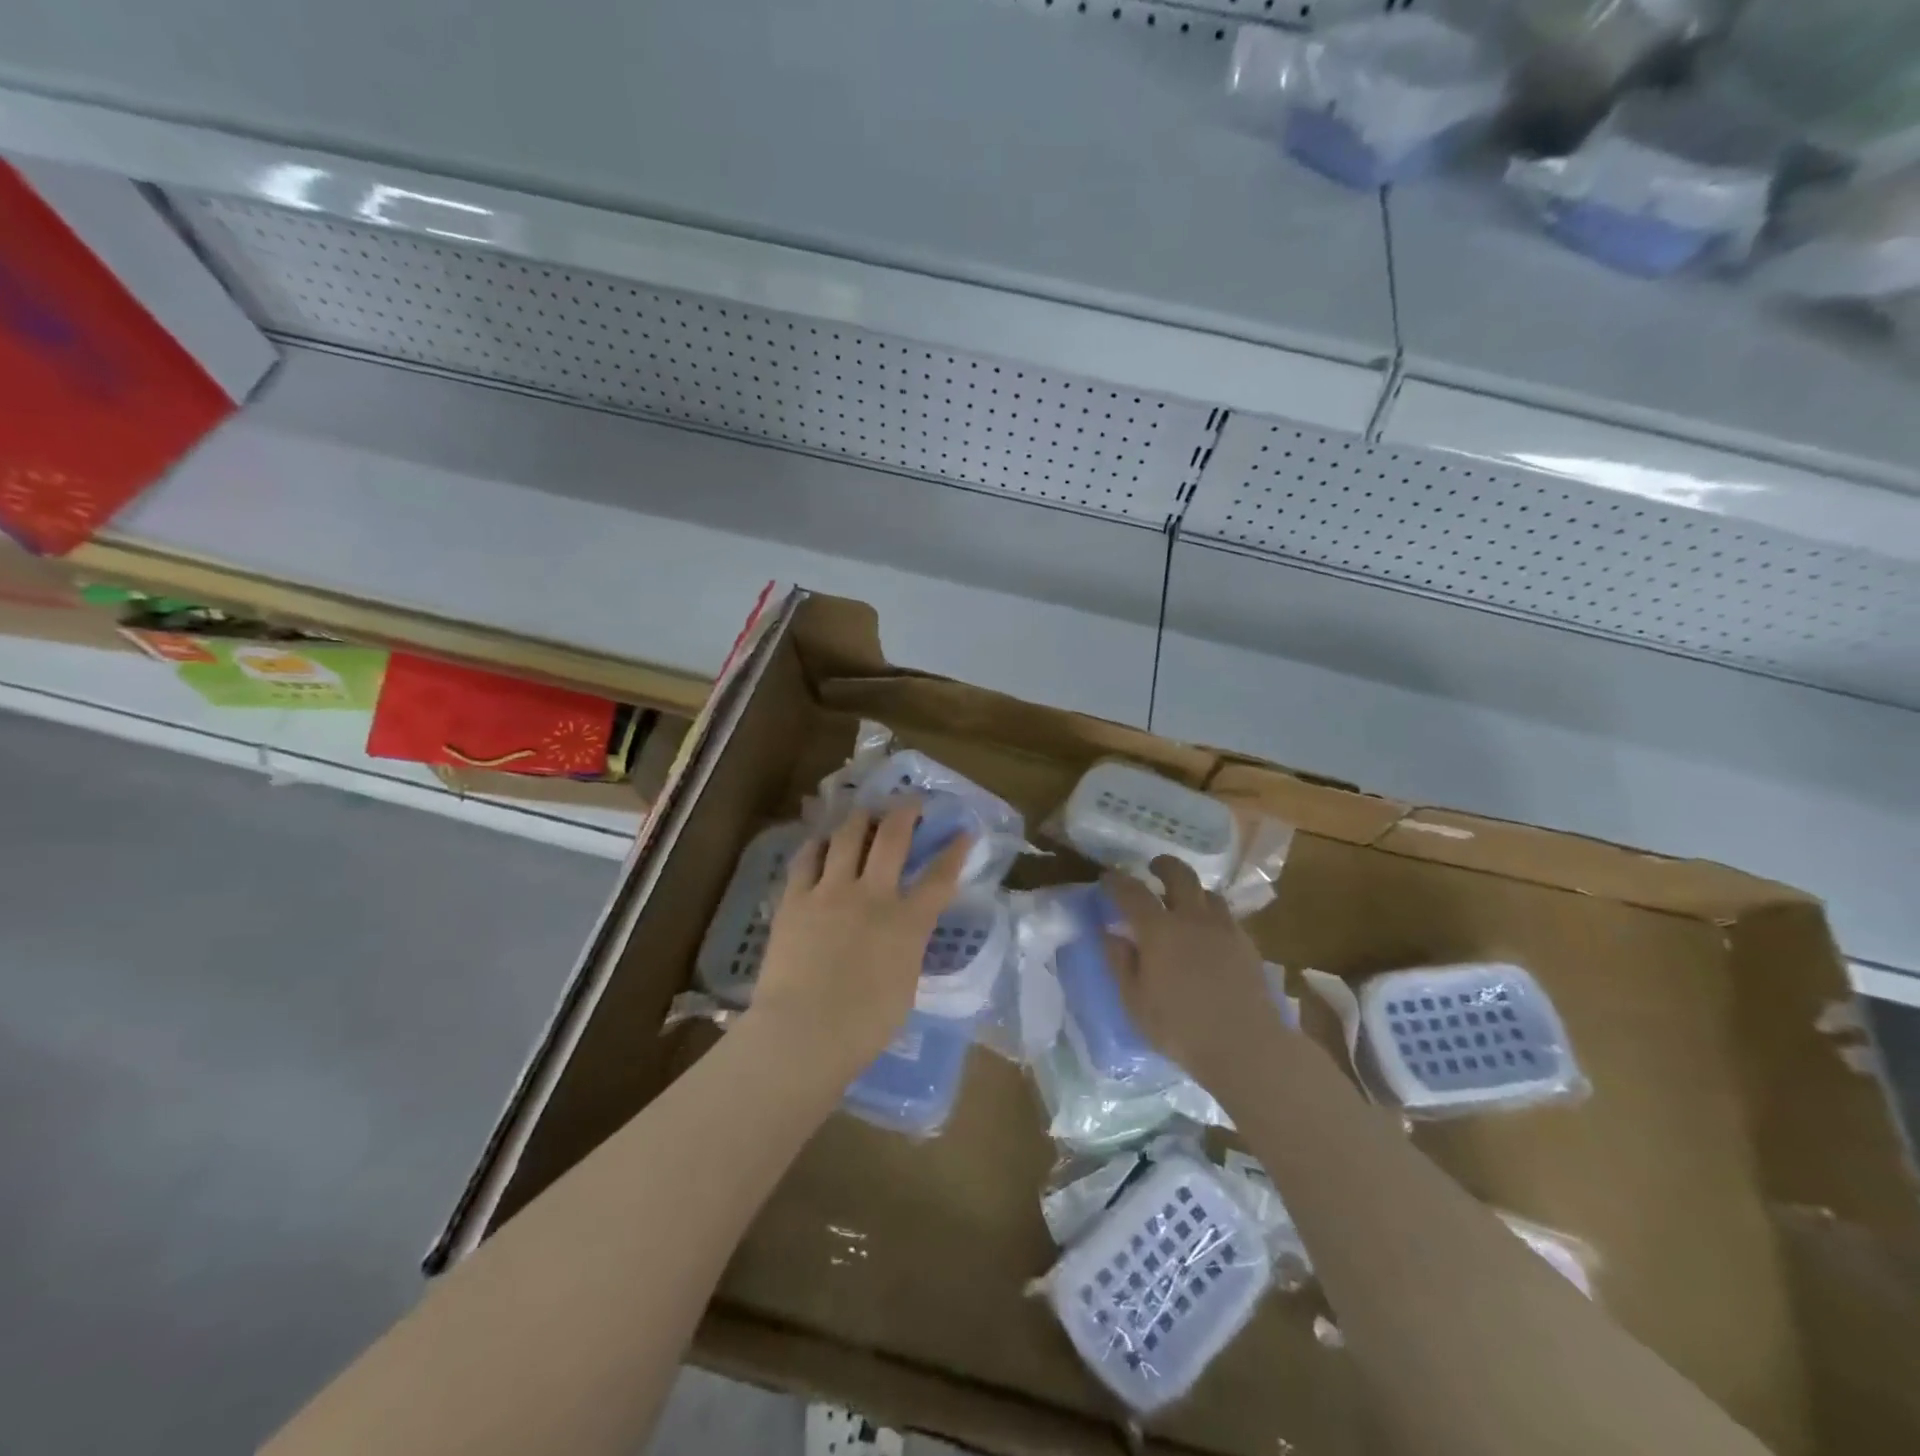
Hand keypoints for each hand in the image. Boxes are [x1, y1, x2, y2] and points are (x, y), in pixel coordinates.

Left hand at [743, 799, 970, 1084]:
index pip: (940, 878)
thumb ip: (907, 949)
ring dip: (860, 818)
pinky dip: (818, 845)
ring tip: (864, 813)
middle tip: (910, 802)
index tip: (963, 832)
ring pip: (848, 836)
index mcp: (907, 924)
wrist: (803, 1034)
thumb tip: (903, 933)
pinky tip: (821, 840)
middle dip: (905, 813)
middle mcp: (872, 896)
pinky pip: (807, 858)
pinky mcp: (796, 899)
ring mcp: (831, 892)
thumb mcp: (904, 986)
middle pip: (893, 838)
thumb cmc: (863, 1028)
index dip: (955, 852)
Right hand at [1101, 857, 1290, 1098]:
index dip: (1116, 882)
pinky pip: (1226, 916)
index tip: (1107, 878)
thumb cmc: (1180, 1027)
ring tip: (1184, 902)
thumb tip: (1111, 933)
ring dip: (1192, 890)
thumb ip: (1120, 962)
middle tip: (1154, 868)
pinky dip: (1212, 914)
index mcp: (1158, 929)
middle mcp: (1192, 918)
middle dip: (1164, 866)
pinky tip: (1208, 933)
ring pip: (1208, 893)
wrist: (1247, 1046)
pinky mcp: (1247, 944)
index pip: (1132, 892)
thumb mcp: (1135, 1001)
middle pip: (1180, 875)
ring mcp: (1224, 928)